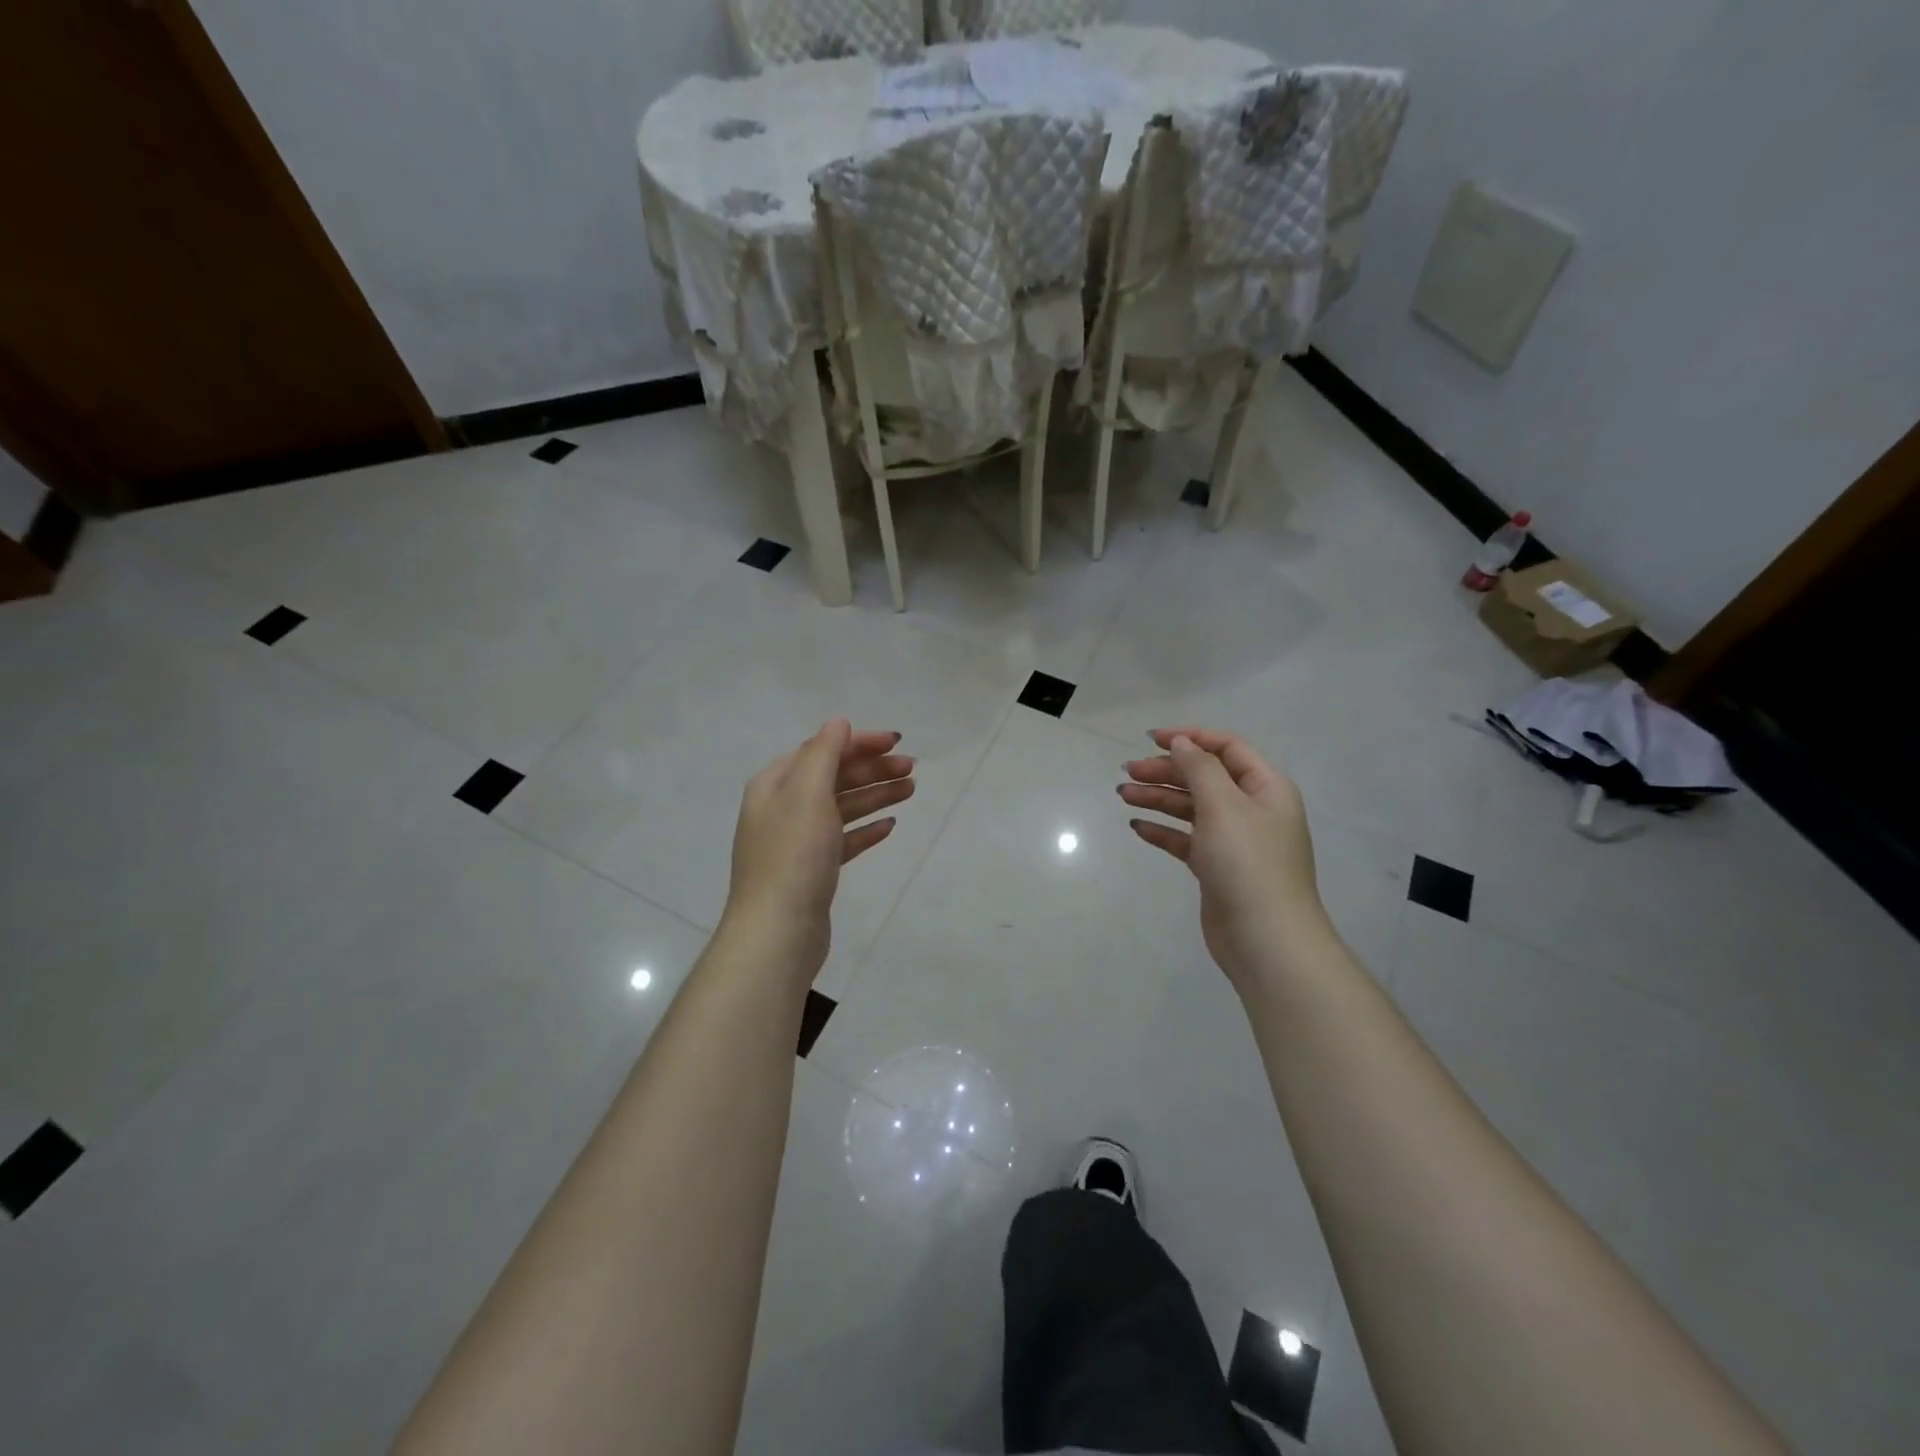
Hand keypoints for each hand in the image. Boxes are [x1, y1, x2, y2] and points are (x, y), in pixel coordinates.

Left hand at [723, 719, 915, 980]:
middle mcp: (782, 808)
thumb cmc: (794, 855)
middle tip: (912, 769)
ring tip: (911, 790)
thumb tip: (837, 723)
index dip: (859, 742)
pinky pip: (843, 839)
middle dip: (872, 768)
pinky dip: (865, 829)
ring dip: (875, 795)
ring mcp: (797, 841)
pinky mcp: (812, 870)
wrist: (778, 930)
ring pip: (842, 807)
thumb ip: (823, 752)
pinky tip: (889, 826)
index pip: (821, 749)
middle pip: (833, 777)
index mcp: (775, 784)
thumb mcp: (808, 792)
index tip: (897, 741)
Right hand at [1120, 727, 1327, 989]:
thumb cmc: (1248, 863)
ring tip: (1123, 796)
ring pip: (1192, 808)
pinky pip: (1186, 840)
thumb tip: (1182, 743)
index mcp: (1266, 788)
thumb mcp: (1224, 805)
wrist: (1266, 939)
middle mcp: (1253, 810)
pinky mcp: (1217, 868)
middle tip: (1128, 772)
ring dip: (1159, 799)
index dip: (1190, 739)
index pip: (1227, 748)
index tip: (1151, 739)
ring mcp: (1235, 841)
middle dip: (1167, 771)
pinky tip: (1137, 827)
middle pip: (1205, 777)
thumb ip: (1200, 768)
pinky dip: (1163, 831)